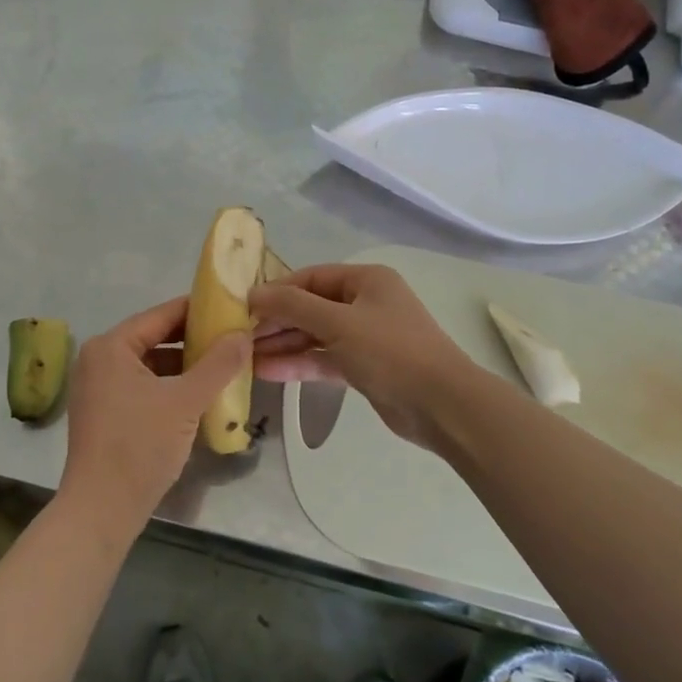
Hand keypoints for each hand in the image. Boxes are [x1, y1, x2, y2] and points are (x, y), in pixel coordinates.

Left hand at [59, 296, 249, 541]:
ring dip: (186, 366)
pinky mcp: (107, 413)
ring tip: (225, 366)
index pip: (161, 314)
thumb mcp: (186, 401)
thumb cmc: (140, 445)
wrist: (102, 509)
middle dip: (195, 340)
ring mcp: (100, 388)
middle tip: (234, 339)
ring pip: (152, 365)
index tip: (232, 308)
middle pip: (156, 338)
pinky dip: (172, 387)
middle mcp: (100, 360)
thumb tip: (243, 334)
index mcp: (111, 347)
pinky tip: (202, 396)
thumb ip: (218, 364)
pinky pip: (145, 387)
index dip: (198, 310)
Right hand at [251, 264, 475, 450]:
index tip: (243, 306)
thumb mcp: (338, 322)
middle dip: (276, 321)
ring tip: (244, 356)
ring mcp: (365, 337)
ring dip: (283, 344)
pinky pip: (324, 359)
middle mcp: (365, 304)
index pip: (311, 277)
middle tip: (239, 336)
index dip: (277, 290)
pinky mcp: (364, 368)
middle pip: (311, 306)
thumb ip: (293, 306)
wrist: (442, 405)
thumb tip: (253, 293)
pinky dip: (299, 364)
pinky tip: (267, 372)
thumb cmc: (391, 351)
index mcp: (366, 280)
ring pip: (315, 335)